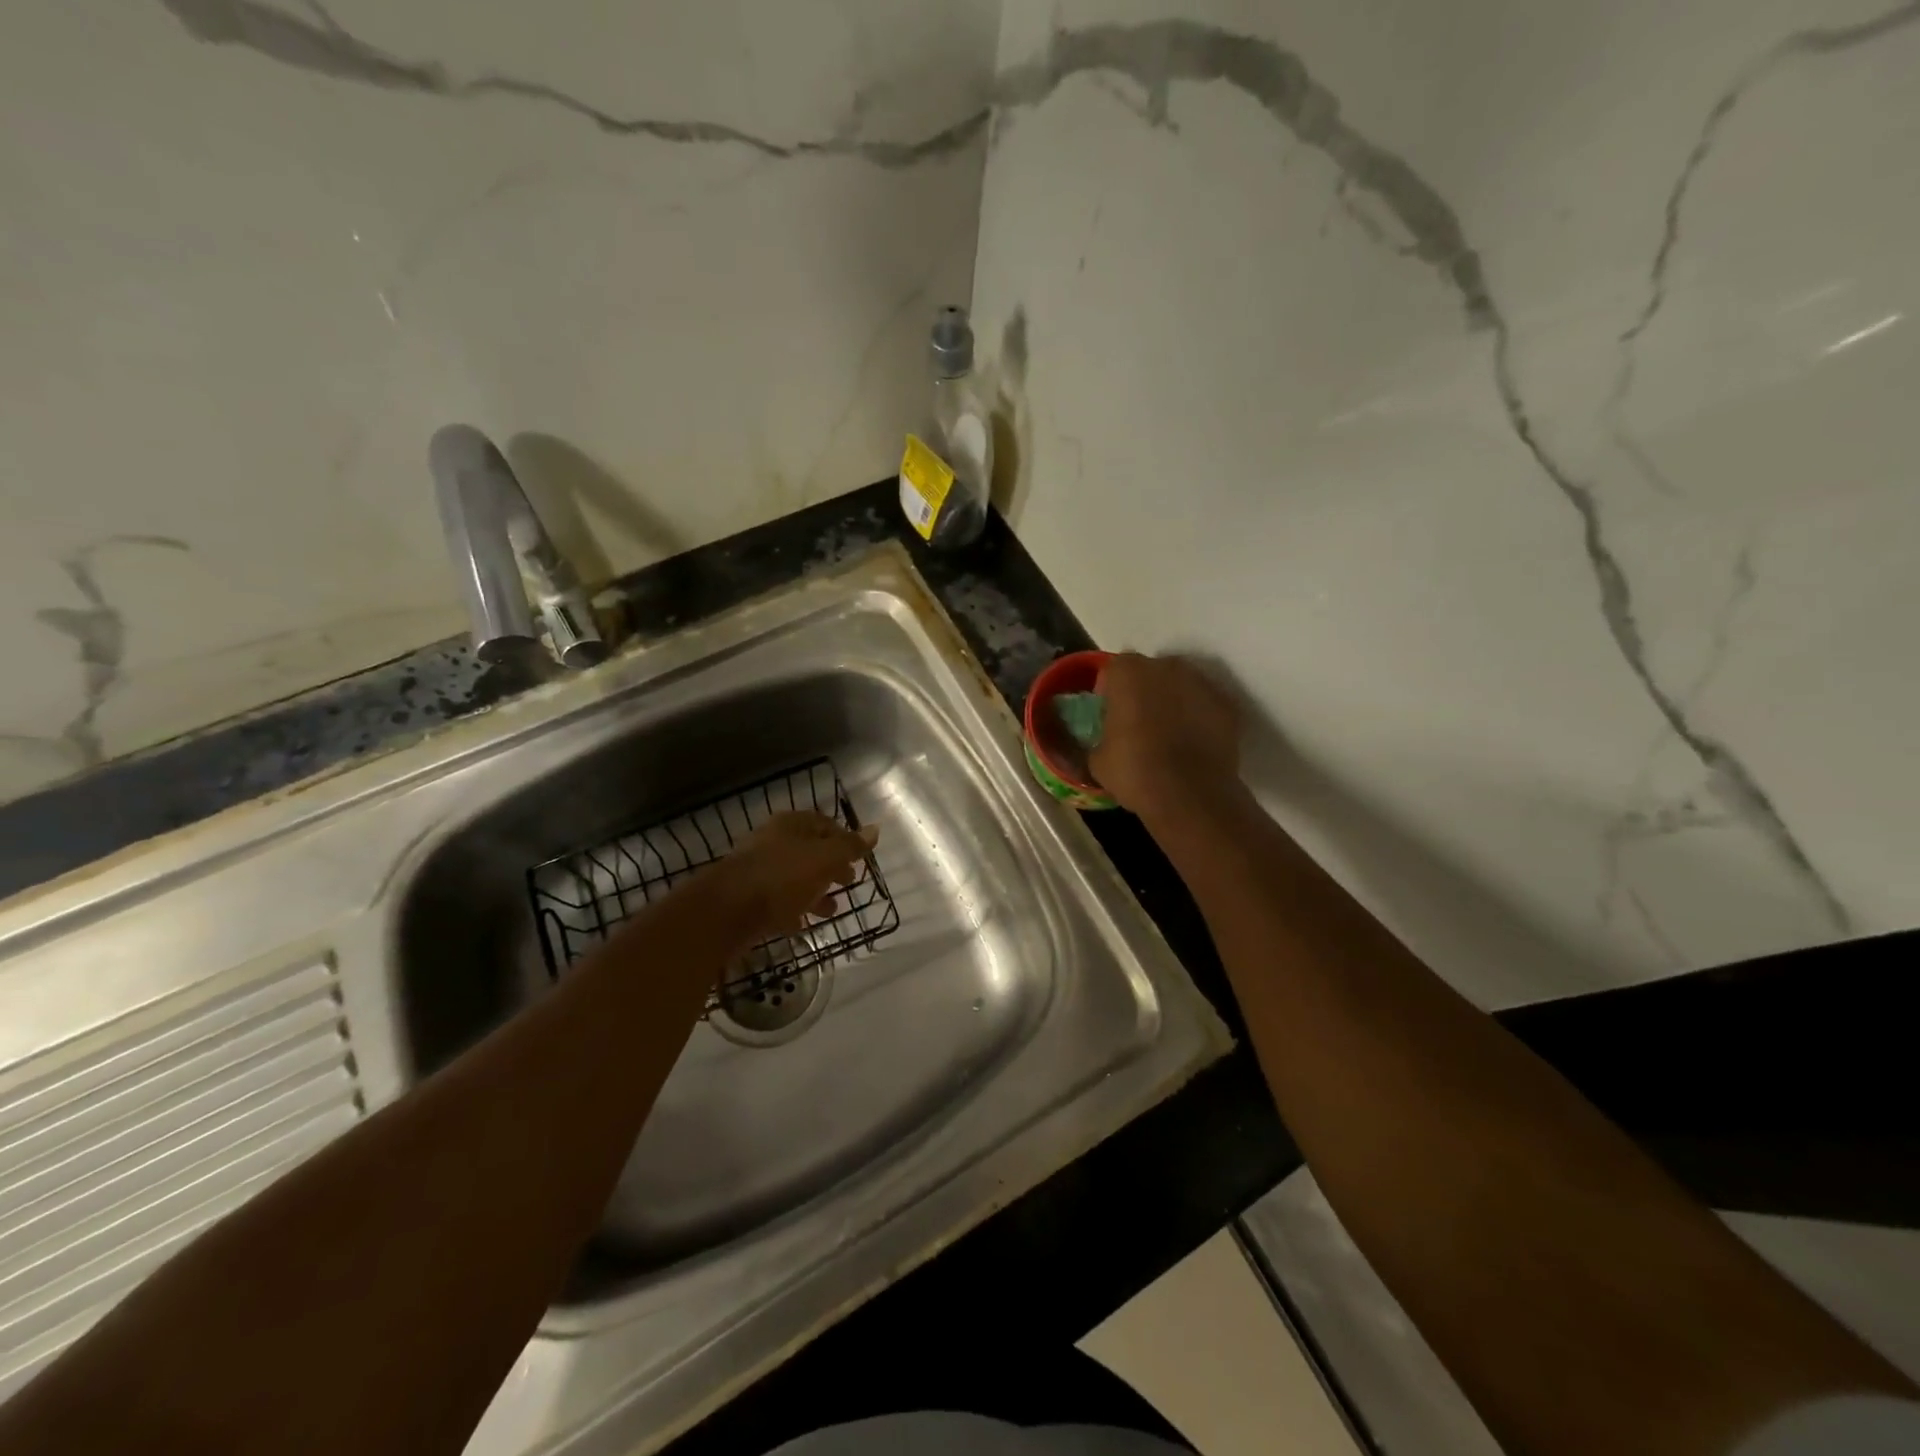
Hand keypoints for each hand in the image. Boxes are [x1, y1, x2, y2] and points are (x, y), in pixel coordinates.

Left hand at [706, 811, 878, 940]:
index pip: (824, 823)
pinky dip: (794, 910)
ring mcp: (758, 870)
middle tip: (849, 881)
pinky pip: (778, 901)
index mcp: (790, 825)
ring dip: (815, 891)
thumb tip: (876, 829)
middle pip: (809, 850)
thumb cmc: (782, 877)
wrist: (727, 911)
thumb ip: (850, 846)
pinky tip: (804, 924)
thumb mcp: (824, 859)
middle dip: (831, 866)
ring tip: (833, 909)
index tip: (859, 857)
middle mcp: (773, 842)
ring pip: (794, 877)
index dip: (845, 838)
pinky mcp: (748, 898)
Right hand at [1089, 653, 1242, 815]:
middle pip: (1151, 672)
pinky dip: (1199, 718)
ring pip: (1181, 686)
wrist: (1190, 795)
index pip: (1115, 670)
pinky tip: (1193, 744)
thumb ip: (1099, 738)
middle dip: (1145, 691)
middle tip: (1139, 722)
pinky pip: (1205, 705)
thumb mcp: (1097, 760)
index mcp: (1128, 672)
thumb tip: (1102, 743)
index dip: (1112, 691)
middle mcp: (1166, 667)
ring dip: (1174, 702)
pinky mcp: (1228, 705)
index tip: (1111, 714)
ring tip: (1169, 735)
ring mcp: (1201, 683)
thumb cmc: (1134, 771)